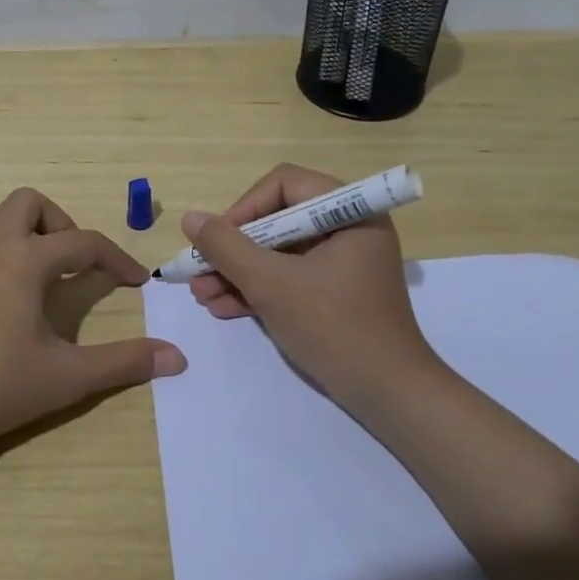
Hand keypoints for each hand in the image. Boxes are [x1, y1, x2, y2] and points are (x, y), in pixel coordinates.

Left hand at [0, 187, 186, 450]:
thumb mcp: (68, 377)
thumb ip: (124, 361)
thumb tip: (177, 357)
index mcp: (25, 259)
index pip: (84, 243)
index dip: (116, 258)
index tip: (136, 281)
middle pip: (27, 203)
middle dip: (57, 223)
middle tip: (71, 263)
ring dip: (10, 228)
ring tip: (27, 264)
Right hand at [185, 163, 432, 409]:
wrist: (388, 394)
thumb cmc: (334, 327)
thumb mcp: (272, 284)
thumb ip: (227, 247)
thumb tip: (190, 218)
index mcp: (350, 211)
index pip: (284, 185)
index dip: (244, 208)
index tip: (217, 241)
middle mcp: (349, 227)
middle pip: (278, 219)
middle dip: (234, 249)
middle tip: (199, 271)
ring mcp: (343, 261)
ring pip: (279, 252)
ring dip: (239, 272)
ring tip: (202, 295)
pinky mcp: (336, 291)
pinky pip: (291, 276)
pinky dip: (259, 288)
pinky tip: (224, 307)